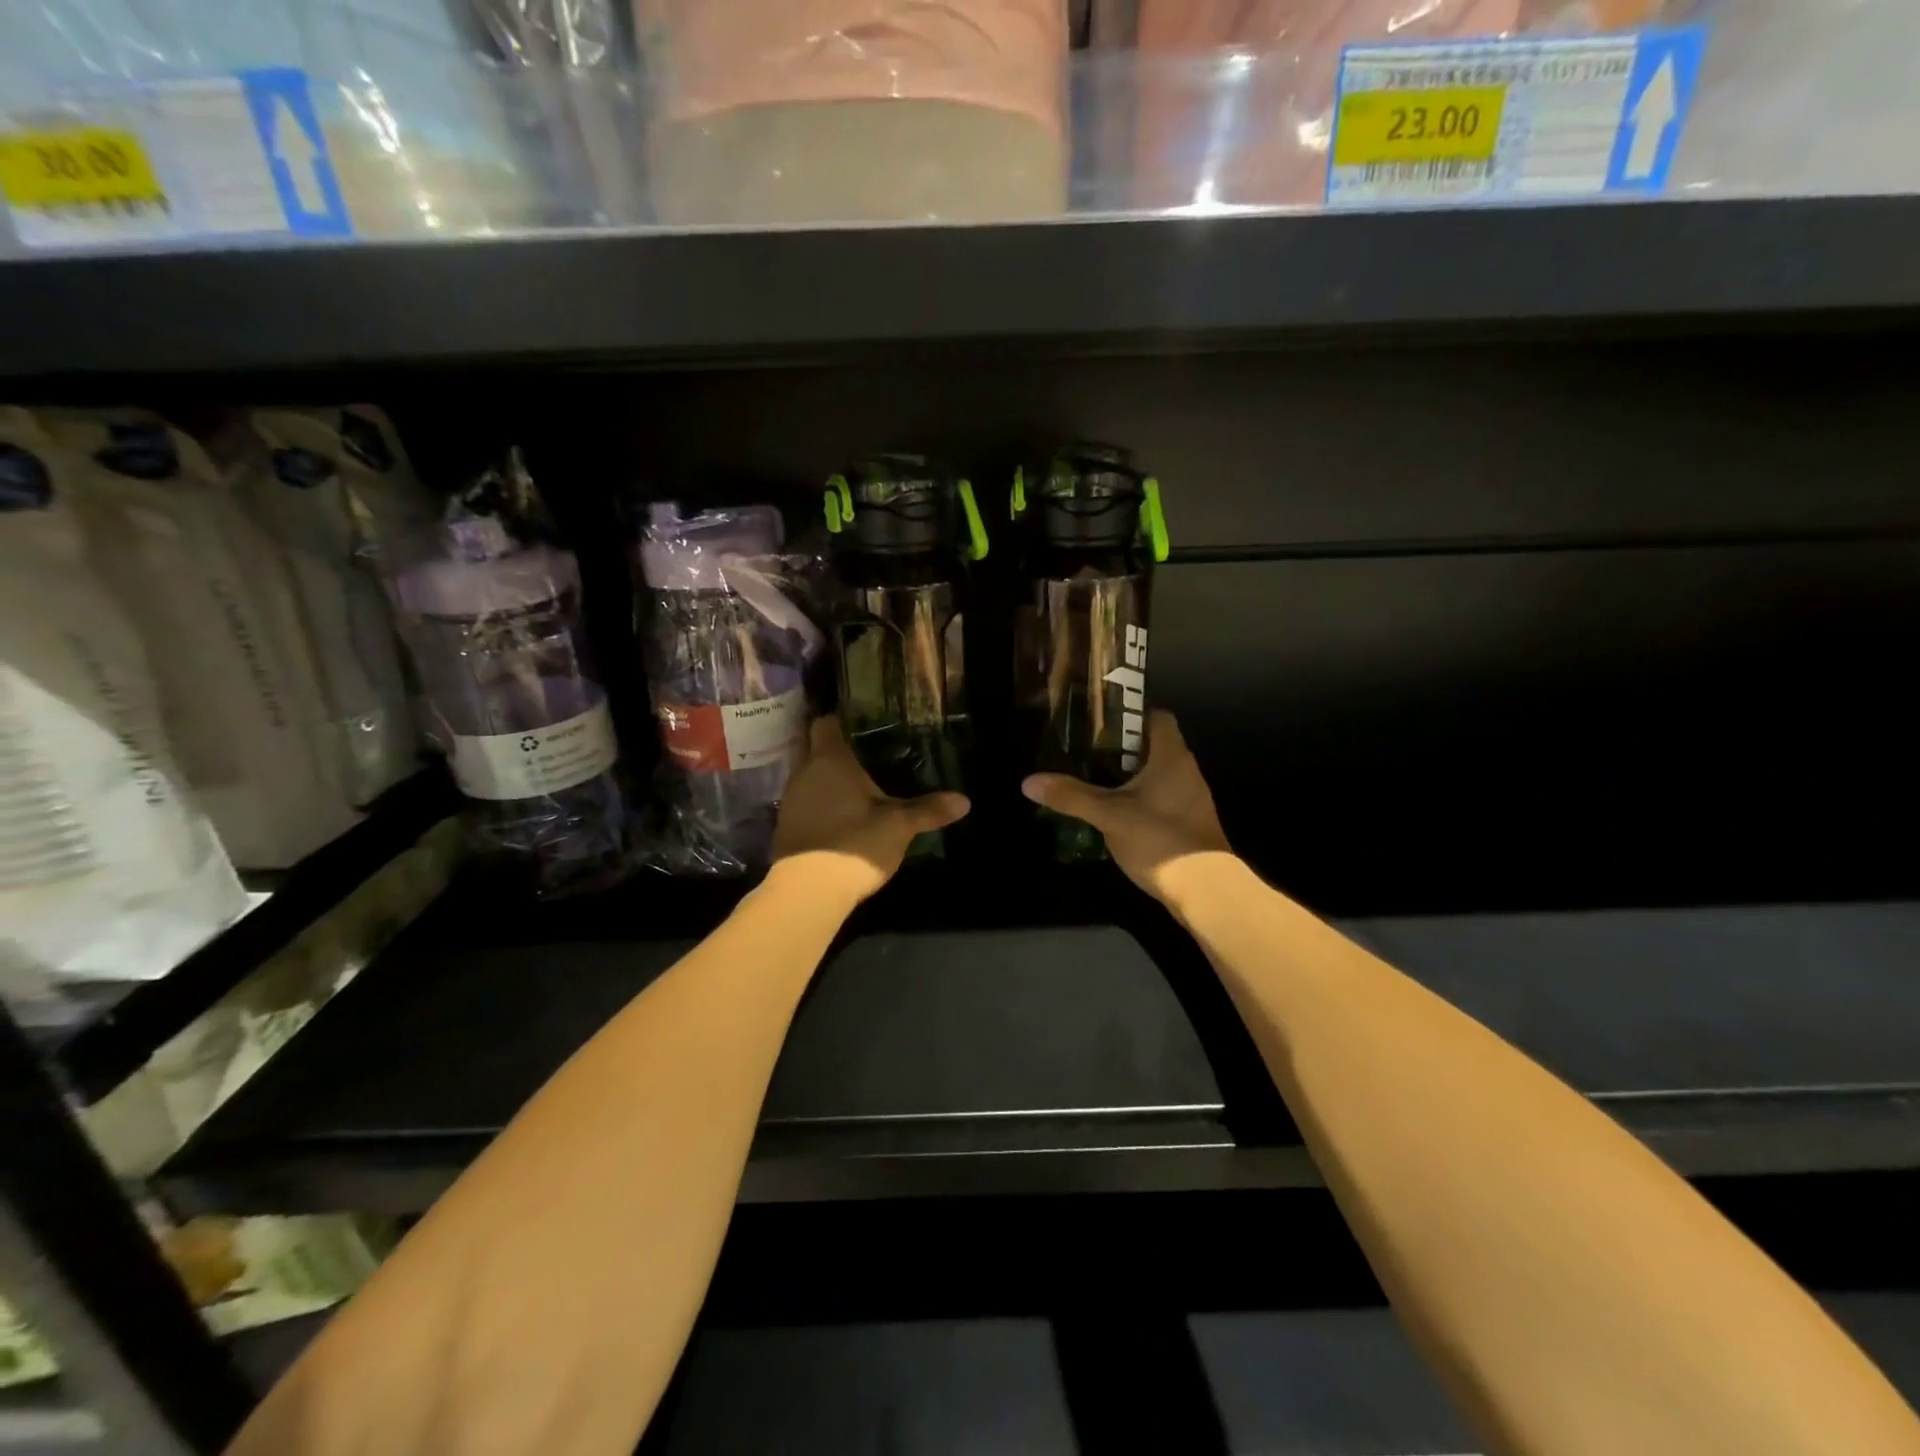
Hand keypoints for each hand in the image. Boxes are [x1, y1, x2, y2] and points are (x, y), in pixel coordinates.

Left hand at [771, 717, 969, 906]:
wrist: (808, 891)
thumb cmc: (855, 843)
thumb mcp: (899, 826)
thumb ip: (928, 809)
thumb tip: (965, 800)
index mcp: (829, 760)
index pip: (826, 723)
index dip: (841, 720)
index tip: (862, 723)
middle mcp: (804, 773)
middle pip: (816, 750)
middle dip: (838, 752)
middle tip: (869, 756)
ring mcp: (790, 802)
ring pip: (810, 779)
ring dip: (828, 782)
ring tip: (858, 787)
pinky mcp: (785, 828)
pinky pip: (805, 804)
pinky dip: (821, 805)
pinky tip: (842, 816)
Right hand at [1021, 710, 1232, 901]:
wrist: (1205, 891)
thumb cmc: (1160, 839)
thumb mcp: (1108, 816)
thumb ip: (1071, 796)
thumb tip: (1028, 782)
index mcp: (1171, 756)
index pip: (1157, 717)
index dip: (1128, 715)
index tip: (1098, 725)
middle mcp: (1186, 771)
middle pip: (1152, 746)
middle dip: (1120, 749)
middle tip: (1085, 754)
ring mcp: (1191, 799)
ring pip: (1156, 775)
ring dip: (1128, 777)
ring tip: (1093, 782)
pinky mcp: (1188, 823)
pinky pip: (1161, 798)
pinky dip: (1139, 800)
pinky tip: (1115, 814)